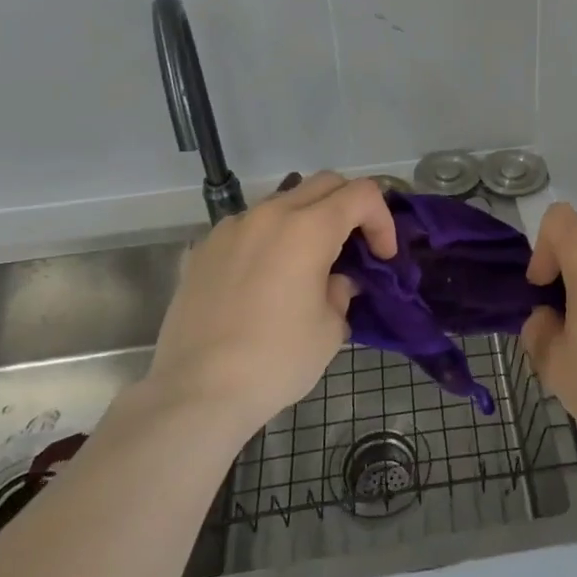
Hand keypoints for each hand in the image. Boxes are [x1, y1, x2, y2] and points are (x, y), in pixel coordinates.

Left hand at [146, 171, 395, 438]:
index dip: (382, 220)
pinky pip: (248, 228)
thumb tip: (336, 281)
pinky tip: (264, 280)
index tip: (382, 258)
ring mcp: (231, 228)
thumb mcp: (330, 330)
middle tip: (354, 248)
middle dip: (349, 208)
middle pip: (324, 183)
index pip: (362, 195)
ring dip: (306, 220)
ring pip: (283, 202)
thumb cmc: (275, 361)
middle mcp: (270, 214)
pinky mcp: (203, 249)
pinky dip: (269, 240)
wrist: (195, 393)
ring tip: (306, 265)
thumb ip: (341, 292)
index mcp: (308, 228)